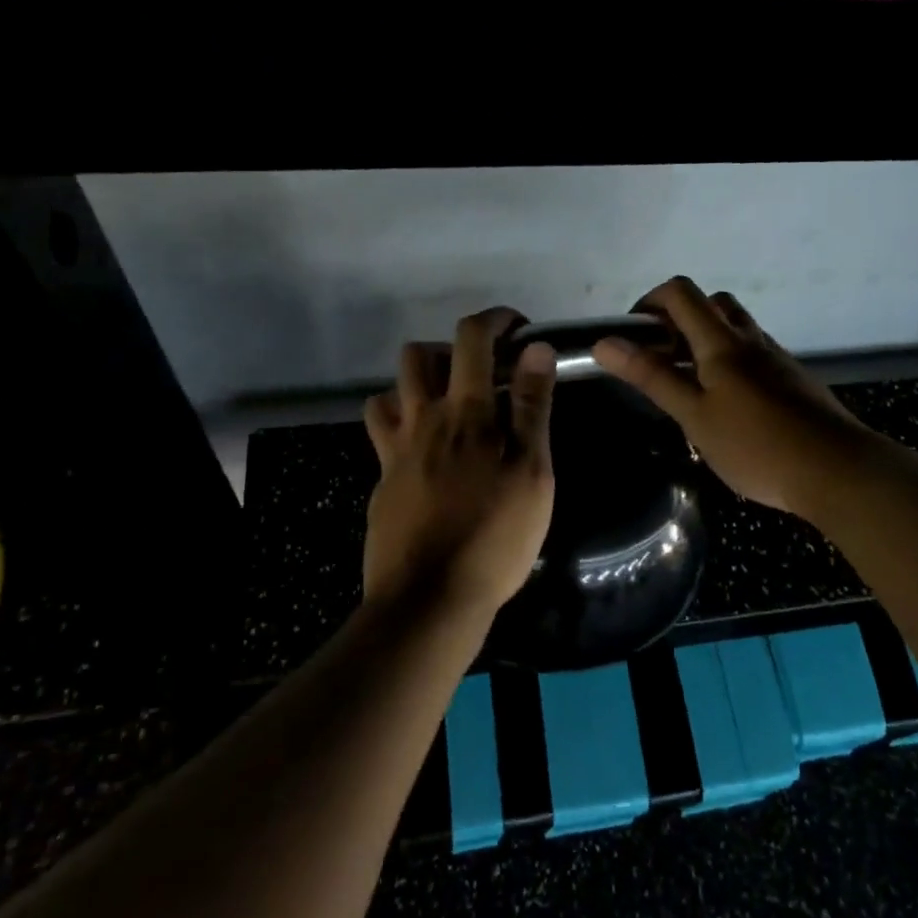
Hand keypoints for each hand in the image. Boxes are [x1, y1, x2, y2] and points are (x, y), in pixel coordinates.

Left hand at [362, 308, 556, 617]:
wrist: (428, 597)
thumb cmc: (494, 536)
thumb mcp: (531, 473)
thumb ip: (533, 408)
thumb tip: (536, 350)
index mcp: (465, 412)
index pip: (472, 338)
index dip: (496, 320)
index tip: (519, 331)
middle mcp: (422, 418)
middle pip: (417, 354)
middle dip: (450, 348)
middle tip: (482, 376)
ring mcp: (394, 449)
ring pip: (390, 389)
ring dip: (418, 384)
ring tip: (450, 409)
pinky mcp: (381, 480)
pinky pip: (382, 432)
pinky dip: (401, 422)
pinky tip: (424, 449)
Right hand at [593, 277, 872, 517]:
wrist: (837, 471)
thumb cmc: (756, 446)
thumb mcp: (694, 415)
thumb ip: (652, 377)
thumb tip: (605, 343)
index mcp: (722, 342)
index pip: (680, 293)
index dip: (649, 301)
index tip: (633, 335)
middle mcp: (751, 339)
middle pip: (711, 303)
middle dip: (679, 319)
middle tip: (661, 358)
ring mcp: (776, 359)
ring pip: (736, 329)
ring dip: (706, 340)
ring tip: (690, 384)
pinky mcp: (793, 380)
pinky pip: (754, 355)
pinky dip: (730, 363)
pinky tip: (727, 405)